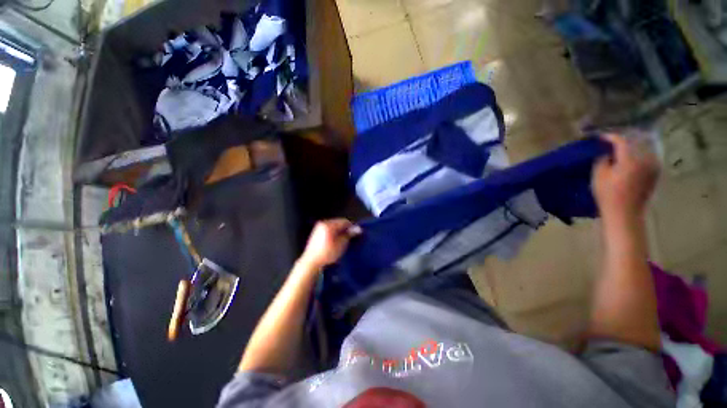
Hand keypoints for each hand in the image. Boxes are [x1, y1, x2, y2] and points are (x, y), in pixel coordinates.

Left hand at [298, 219, 360, 271]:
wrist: (312, 262)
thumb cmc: (327, 253)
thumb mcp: (341, 244)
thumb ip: (349, 235)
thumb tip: (357, 229)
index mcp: (329, 224)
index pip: (344, 221)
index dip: (352, 227)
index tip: (357, 233)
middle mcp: (323, 223)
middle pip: (338, 223)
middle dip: (345, 229)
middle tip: (351, 238)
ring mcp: (318, 228)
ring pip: (334, 227)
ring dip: (340, 232)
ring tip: (344, 241)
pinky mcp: (316, 234)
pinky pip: (329, 230)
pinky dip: (334, 234)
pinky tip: (336, 242)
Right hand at [592, 133, 659, 221]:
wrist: (626, 213)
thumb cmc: (608, 195)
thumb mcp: (599, 176)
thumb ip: (603, 160)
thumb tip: (607, 153)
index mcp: (631, 159)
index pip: (621, 140)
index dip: (610, 137)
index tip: (600, 137)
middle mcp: (646, 159)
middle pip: (635, 141)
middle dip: (622, 140)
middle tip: (610, 141)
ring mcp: (653, 165)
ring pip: (643, 147)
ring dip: (632, 146)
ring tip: (620, 147)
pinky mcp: (655, 172)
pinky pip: (647, 155)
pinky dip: (638, 153)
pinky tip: (630, 156)